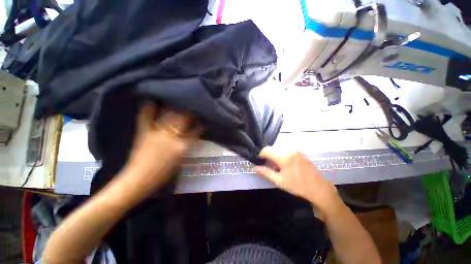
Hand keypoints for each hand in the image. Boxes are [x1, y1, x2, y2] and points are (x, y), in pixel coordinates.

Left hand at [122, 103, 199, 189]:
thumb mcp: (180, 160)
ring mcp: (157, 133)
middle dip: (190, 114)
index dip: (200, 126)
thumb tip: (193, 135)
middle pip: (183, 121)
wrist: (139, 179)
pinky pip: (146, 118)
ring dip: (175, 109)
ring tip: (179, 103)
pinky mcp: (144, 133)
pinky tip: (152, 101)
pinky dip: (148, 109)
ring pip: (169, 117)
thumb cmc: (162, 174)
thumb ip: (188, 146)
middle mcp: (171, 137)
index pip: (195, 132)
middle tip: (193, 108)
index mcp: (181, 147)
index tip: (202, 122)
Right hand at [255, 147, 340, 220]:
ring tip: (276, 166)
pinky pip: (285, 150)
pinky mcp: (299, 152)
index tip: (259, 162)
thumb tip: (255, 167)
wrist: (319, 188)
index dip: (260, 155)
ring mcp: (295, 150)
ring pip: (278, 149)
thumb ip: (266, 172)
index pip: (266, 150)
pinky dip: (281, 155)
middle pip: (272, 148)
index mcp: (283, 156)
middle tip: (268, 166)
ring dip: (274, 155)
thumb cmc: (298, 185)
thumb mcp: (280, 181)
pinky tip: (284, 164)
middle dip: (268, 155)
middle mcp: (289, 149)